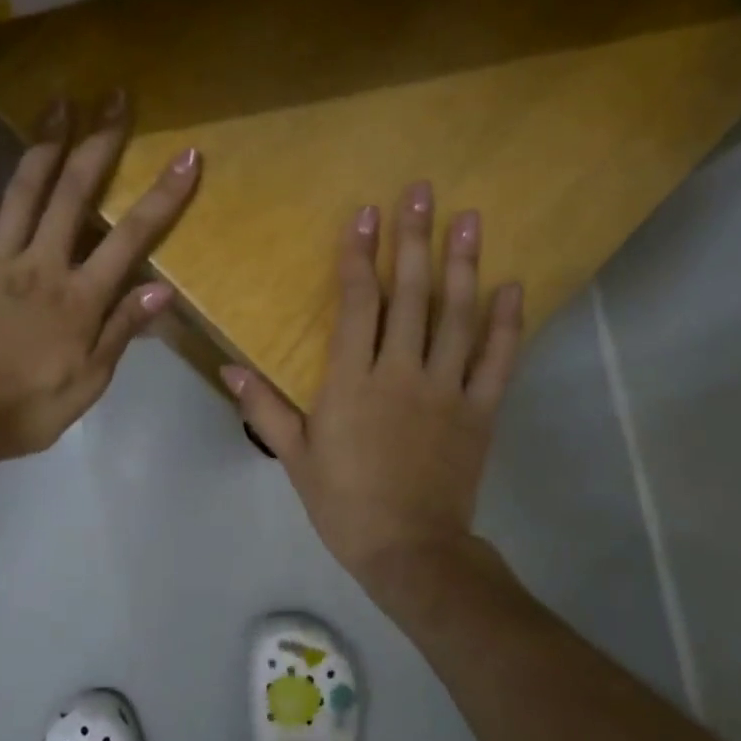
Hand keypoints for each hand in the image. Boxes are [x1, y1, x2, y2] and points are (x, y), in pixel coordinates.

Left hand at [0, 89, 198, 465]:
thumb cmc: (30, 405)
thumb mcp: (90, 380)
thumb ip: (122, 330)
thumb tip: (163, 290)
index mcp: (80, 295)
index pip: (132, 237)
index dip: (163, 196)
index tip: (187, 155)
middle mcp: (43, 264)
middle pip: (74, 193)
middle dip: (98, 142)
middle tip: (113, 96)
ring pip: (22, 191)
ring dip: (42, 145)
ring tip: (56, 103)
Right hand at [222, 182, 522, 603]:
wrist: (409, 549)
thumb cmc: (344, 502)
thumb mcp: (295, 457)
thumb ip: (264, 408)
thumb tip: (228, 368)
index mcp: (352, 382)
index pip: (357, 304)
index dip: (360, 256)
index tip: (366, 214)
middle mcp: (402, 373)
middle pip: (411, 296)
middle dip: (415, 239)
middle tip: (423, 191)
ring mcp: (447, 389)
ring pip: (458, 317)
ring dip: (464, 265)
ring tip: (471, 219)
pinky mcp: (480, 411)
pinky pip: (498, 360)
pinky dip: (507, 323)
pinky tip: (513, 286)